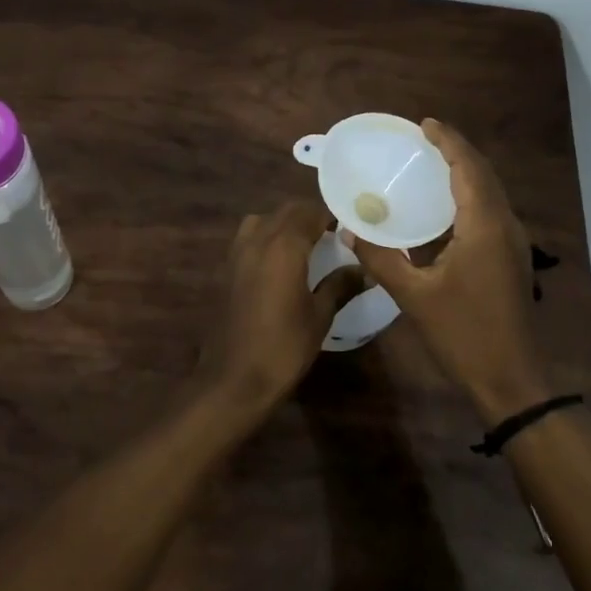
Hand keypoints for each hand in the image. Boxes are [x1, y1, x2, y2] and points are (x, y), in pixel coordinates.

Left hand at [201, 200, 360, 411]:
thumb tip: (365, 270)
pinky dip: (266, 238)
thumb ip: (340, 286)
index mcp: (284, 246)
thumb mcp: (319, 316)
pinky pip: (248, 238)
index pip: (311, 212)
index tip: (351, 224)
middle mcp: (258, 240)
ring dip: (284, 224)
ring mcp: (237, 253)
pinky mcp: (225, 269)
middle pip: (286, 211)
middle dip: (310, 215)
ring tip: (305, 244)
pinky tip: (280, 263)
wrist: (233, 379)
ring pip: (263, 220)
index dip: (332, 214)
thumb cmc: (283, 347)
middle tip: (333, 233)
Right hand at [346, 119, 547, 423]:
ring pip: (491, 193)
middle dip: (457, 151)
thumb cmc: (463, 334)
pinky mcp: (512, 259)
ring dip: (465, 173)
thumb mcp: (414, 296)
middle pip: (484, 174)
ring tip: (432, 164)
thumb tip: (351, 230)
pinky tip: (444, 209)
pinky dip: (469, 197)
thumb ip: (381, 259)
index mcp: (485, 226)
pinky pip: (491, 212)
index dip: (448, 142)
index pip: (468, 168)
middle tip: (424, 140)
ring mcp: (513, 243)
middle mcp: (505, 226)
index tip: (424, 124)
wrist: (512, 380)